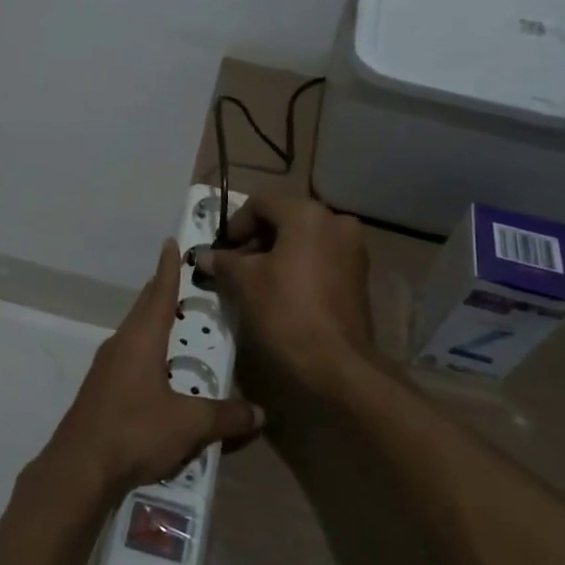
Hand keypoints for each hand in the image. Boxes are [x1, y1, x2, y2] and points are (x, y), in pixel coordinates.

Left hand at [31, 240, 259, 504]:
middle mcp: (120, 344)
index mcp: (141, 339)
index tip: (171, 243)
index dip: (168, 268)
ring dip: (153, 324)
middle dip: (162, 293)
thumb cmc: (135, 431)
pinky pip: (128, 358)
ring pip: (134, 334)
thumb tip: (260, 413)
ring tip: (175, 324)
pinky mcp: (100, 390)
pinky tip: (158, 372)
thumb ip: (225, 416)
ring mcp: (106, 367)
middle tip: (182, 281)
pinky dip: (146, 352)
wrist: (79, 468)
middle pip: (144, 309)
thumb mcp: (189, 424)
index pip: (159, 293)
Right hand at [204, 196, 372, 408]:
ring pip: (304, 238)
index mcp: (307, 214)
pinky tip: (282, 289)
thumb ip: (224, 262)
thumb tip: (205, 256)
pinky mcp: (359, 273)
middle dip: (257, 239)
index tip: (223, 250)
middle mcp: (335, 221)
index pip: (261, 202)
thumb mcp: (245, 282)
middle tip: (236, 266)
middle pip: (285, 217)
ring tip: (256, 280)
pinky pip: (321, 256)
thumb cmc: (285, 311)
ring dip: (277, 252)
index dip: (236, 224)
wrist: (336, 362)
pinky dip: (299, 264)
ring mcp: (353, 247)